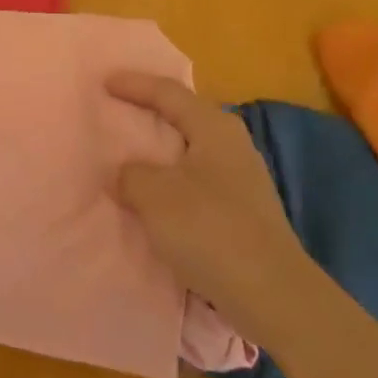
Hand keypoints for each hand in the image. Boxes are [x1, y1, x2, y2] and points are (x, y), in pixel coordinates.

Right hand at [109, 72, 301, 317]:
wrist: (273, 296)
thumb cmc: (211, 230)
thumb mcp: (155, 196)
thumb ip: (131, 175)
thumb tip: (126, 174)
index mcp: (213, 127)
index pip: (167, 92)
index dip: (134, 85)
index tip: (104, 82)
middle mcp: (232, 144)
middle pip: (183, 117)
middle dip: (150, 114)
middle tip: (119, 110)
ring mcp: (242, 179)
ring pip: (191, 151)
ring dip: (161, 153)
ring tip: (131, 155)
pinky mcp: (244, 211)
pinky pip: (197, 180)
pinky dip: (172, 180)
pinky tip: (157, 196)